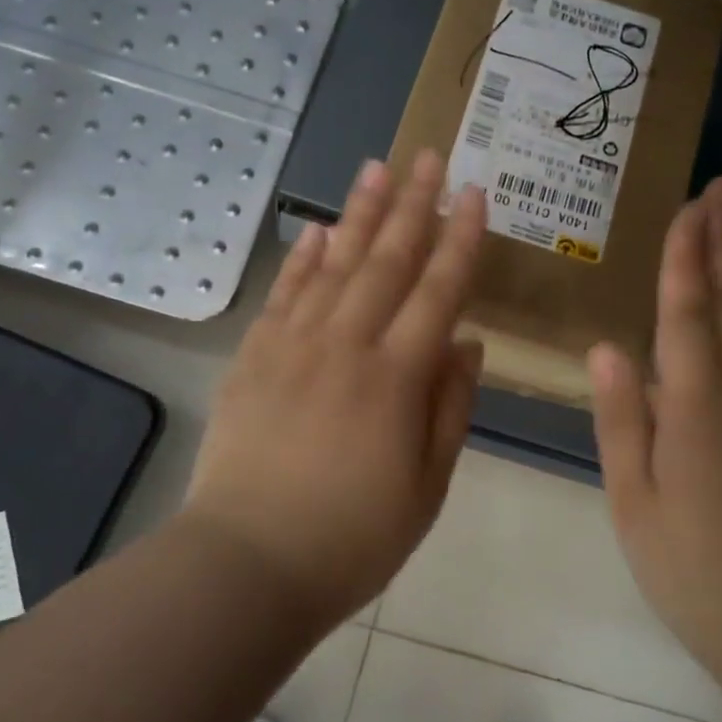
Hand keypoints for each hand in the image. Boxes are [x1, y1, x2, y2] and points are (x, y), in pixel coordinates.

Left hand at [185, 151, 485, 626]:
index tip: (474, 194)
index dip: (460, 240)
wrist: (248, 564)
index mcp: (396, 378)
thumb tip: (467, 343)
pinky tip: (316, 230)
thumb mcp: (428, 486)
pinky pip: (284, 295)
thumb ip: (450, 408)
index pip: (438, 291)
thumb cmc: (353, 537)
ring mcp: (293, 347)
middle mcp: (346, 346)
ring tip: (375, 168)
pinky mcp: (253, 358)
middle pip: (386, 262)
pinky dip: (302, 259)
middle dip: (412, 205)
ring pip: (333, 266)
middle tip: (428, 157)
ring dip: (358, 214)